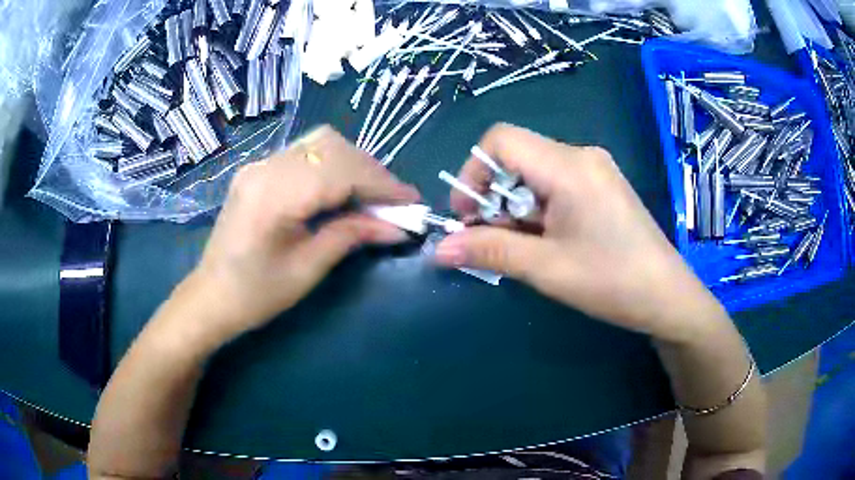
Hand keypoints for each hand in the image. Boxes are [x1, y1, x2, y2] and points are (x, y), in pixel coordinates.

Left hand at [182, 126, 419, 342]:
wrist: (211, 296)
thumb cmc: (256, 294)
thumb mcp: (307, 269)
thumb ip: (351, 236)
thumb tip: (398, 227)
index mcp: (273, 194)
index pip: (339, 171)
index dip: (381, 184)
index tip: (411, 201)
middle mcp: (265, 167)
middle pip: (332, 147)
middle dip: (371, 171)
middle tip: (394, 202)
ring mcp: (259, 164)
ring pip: (320, 142)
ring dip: (354, 164)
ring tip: (373, 195)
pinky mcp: (259, 169)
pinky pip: (305, 153)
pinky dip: (334, 165)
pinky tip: (344, 189)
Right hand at [434, 123, 724, 341]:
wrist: (666, 296)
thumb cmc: (612, 281)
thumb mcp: (546, 268)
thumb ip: (490, 251)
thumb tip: (439, 249)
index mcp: (569, 166)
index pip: (501, 139)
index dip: (474, 172)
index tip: (469, 216)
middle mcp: (581, 156)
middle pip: (516, 157)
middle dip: (494, 197)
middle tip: (495, 241)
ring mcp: (594, 169)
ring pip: (534, 173)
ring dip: (515, 207)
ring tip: (525, 247)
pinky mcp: (600, 185)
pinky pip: (555, 184)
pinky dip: (538, 209)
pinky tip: (547, 241)